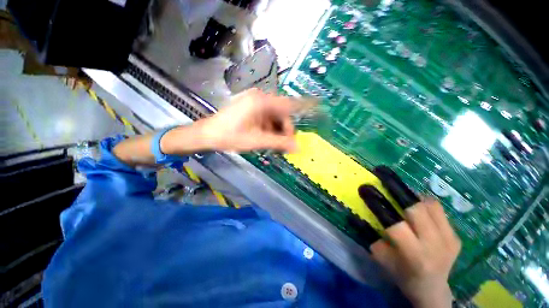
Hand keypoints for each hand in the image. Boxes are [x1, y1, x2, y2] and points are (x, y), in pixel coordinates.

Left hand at [196, 88, 297, 151]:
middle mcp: (260, 98)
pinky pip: (266, 116)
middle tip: (285, 144)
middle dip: (285, 129)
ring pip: (274, 116)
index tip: (318, 105)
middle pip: (281, 112)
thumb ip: (279, 143)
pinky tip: (266, 136)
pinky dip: (269, 127)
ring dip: (277, 129)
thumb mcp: (257, 141)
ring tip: (273, 143)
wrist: (207, 134)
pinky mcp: (250, 107)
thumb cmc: (230, 136)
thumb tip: (297, 147)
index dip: (304, 105)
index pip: (289, 103)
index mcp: (262, 102)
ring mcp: (254, 102)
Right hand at [370, 199, 460, 307]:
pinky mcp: (456, 236)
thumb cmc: (402, 274)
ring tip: (404, 200)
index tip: (367, 191)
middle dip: (400, 196)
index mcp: (415, 255)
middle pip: (417, 210)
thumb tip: (361, 215)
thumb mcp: (382, 259)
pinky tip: (418, 211)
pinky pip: (440, 211)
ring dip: (414, 199)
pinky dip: (426, 206)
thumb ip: (373, 237)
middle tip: (388, 188)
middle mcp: (436, 246)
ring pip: (431, 205)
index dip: (379, 206)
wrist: (433, 289)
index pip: (396, 225)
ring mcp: (450, 240)